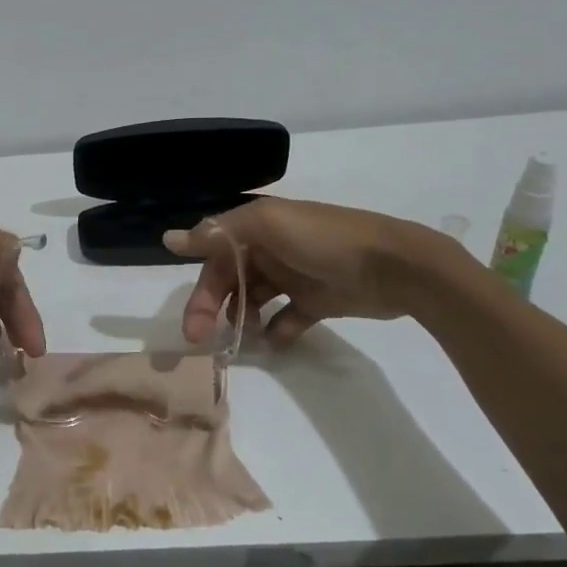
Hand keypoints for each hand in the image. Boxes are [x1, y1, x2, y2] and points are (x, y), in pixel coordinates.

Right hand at [165, 196, 450, 346]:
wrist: (396, 266)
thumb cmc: (325, 241)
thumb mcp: (268, 225)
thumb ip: (220, 232)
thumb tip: (169, 238)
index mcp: (256, 228)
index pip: (214, 259)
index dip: (200, 290)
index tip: (192, 324)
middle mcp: (270, 250)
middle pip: (230, 281)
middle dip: (215, 310)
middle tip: (205, 340)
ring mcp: (294, 275)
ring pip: (254, 300)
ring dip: (244, 319)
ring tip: (245, 339)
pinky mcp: (316, 300)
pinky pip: (287, 318)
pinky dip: (278, 330)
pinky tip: (276, 341)